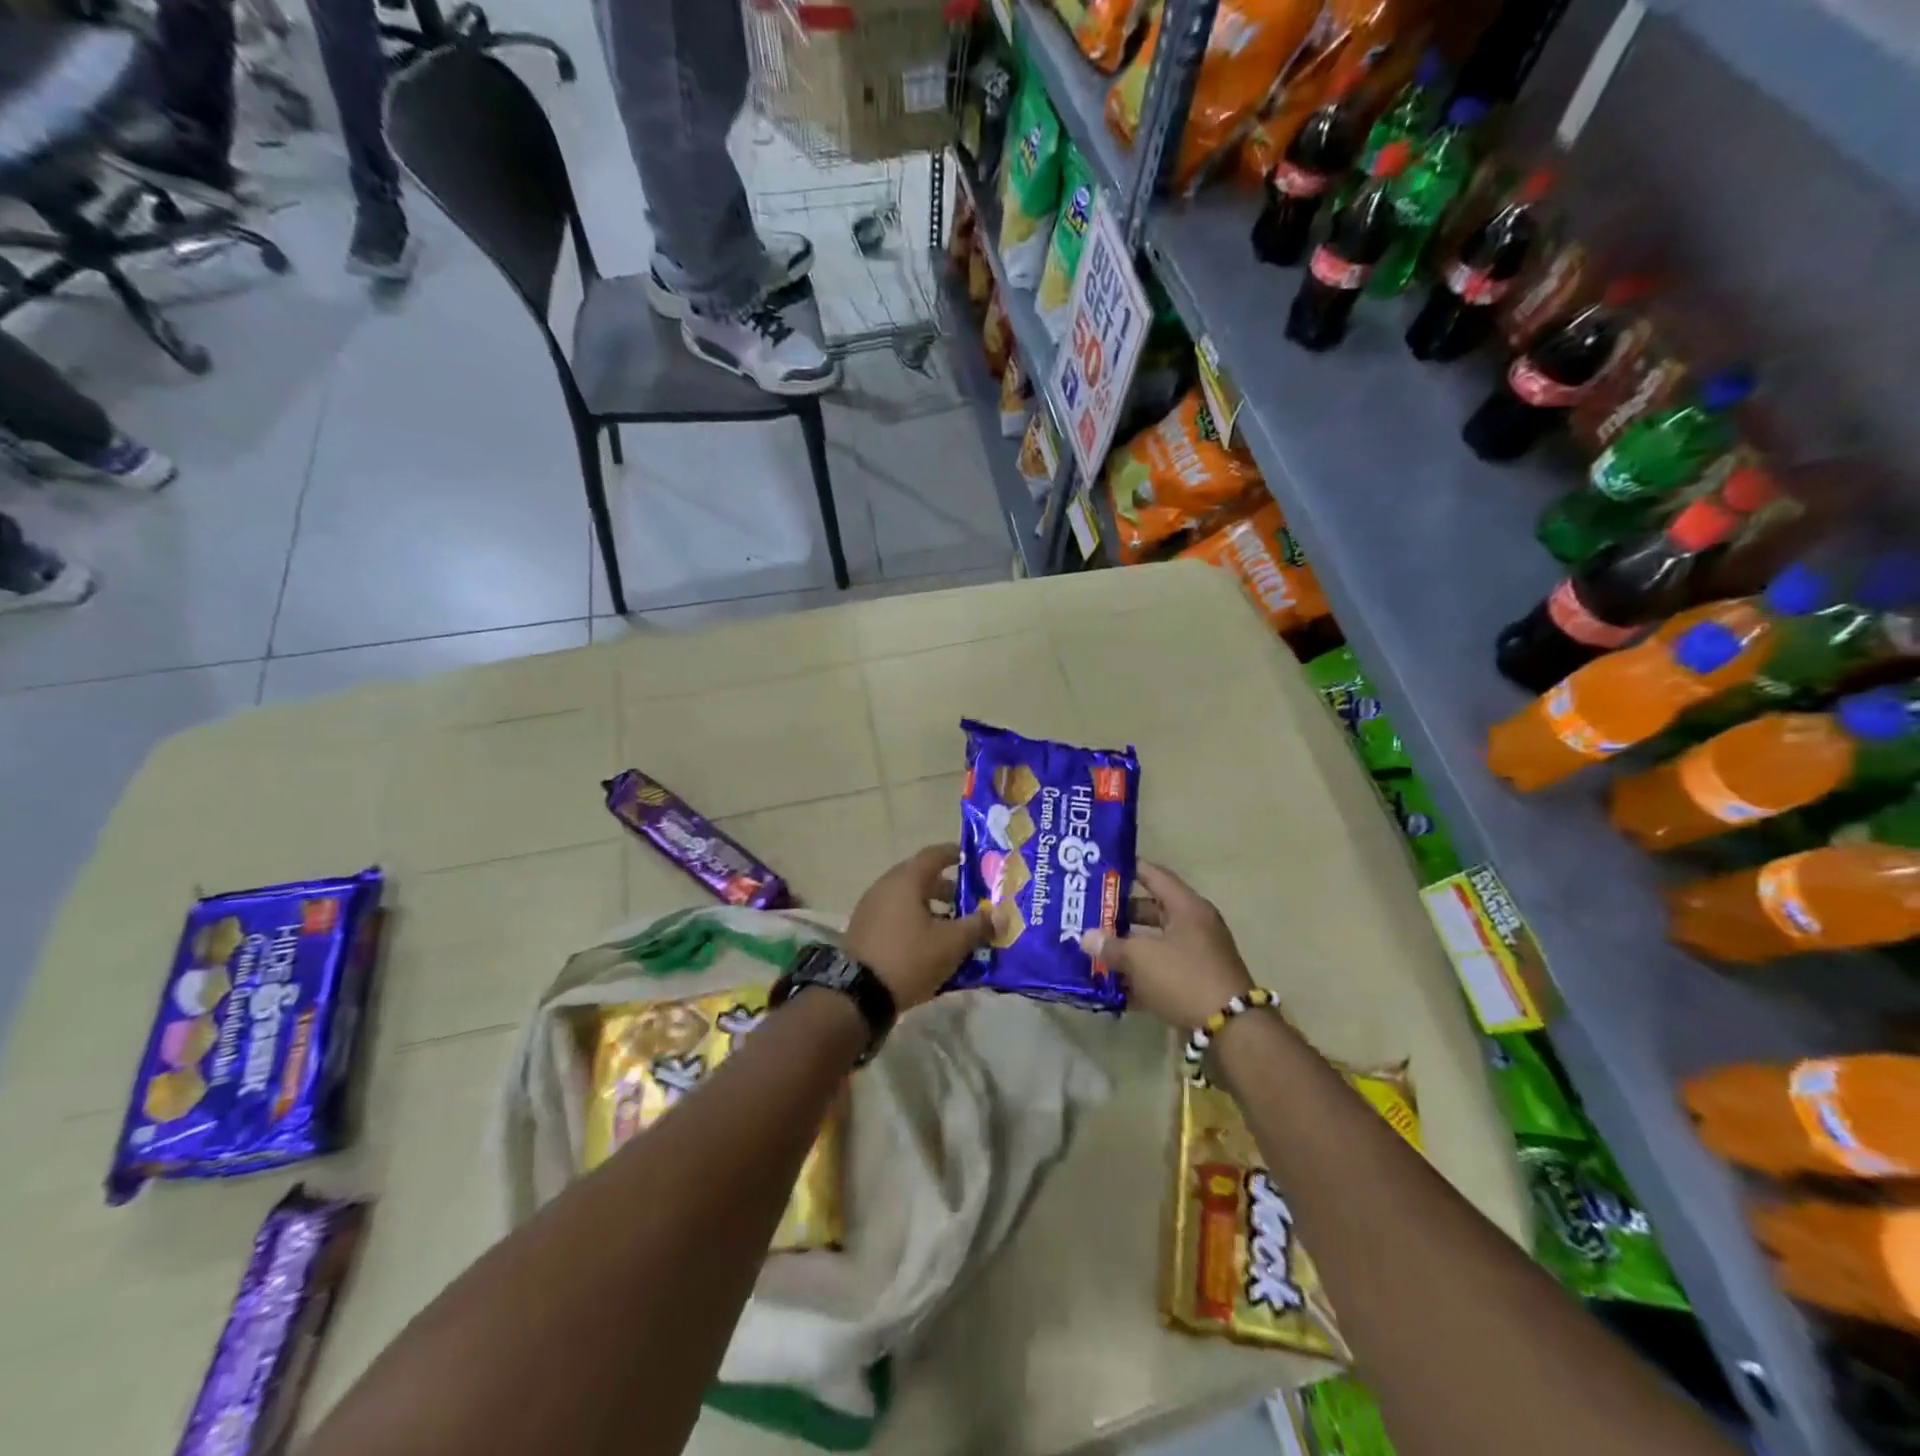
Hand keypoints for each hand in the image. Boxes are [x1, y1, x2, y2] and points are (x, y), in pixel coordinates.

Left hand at [844, 843, 994, 1011]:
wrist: (860, 994)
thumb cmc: (910, 957)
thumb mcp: (952, 943)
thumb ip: (978, 925)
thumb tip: (1001, 915)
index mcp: (906, 879)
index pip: (934, 854)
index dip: (955, 854)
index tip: (973, 861)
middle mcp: (885, 886)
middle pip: (921, 877)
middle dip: (948, 888)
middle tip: (971, 901)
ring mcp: (871, 907)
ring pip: (908, 899)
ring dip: (931, 907)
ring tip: (954, 926)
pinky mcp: (864, 929)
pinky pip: (896, 915)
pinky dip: (915, 921)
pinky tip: (930, 942)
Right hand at [1082, 861, 1254, 1032]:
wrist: (1230, 1029)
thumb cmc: (1184, 977)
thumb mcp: (1141, 958)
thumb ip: (1111, 946)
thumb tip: (1087, 938)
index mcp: (1187, 907)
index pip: (1154, 875)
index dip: (1127, 870)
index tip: (1101, 869)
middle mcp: (1195, 925)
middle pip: (1152, 910)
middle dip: (1120, 915)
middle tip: (1089, 914)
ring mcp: (1198, 955)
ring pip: (1155, 943)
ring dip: (1127, 948)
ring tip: (1095, 950)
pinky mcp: (1196, 983)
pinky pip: (1162, 971)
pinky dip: (1140, 976)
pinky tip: (1113, 986)